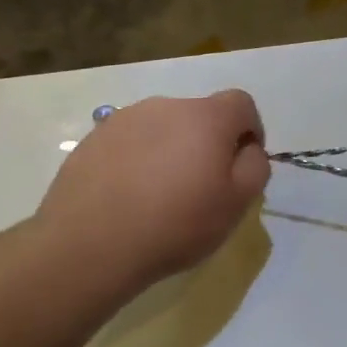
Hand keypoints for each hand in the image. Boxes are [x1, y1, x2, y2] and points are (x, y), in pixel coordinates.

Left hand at [36, 92, 270, 291]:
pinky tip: (129, 197)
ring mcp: (124, 120)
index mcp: (205, 117)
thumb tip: (248, 149)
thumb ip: (255, 167)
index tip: (242, 165)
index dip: (250, 130)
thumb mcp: (237, 204)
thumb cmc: (176, 223)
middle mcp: (165, 106)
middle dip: (207, 144)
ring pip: (162, 128)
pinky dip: (138, 161)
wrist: (90, 244)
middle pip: (199, 116)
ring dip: (170, 151)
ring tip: (160, 196)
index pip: (241, 103)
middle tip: (201, 188)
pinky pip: (130, 143)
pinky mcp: (93, 139)